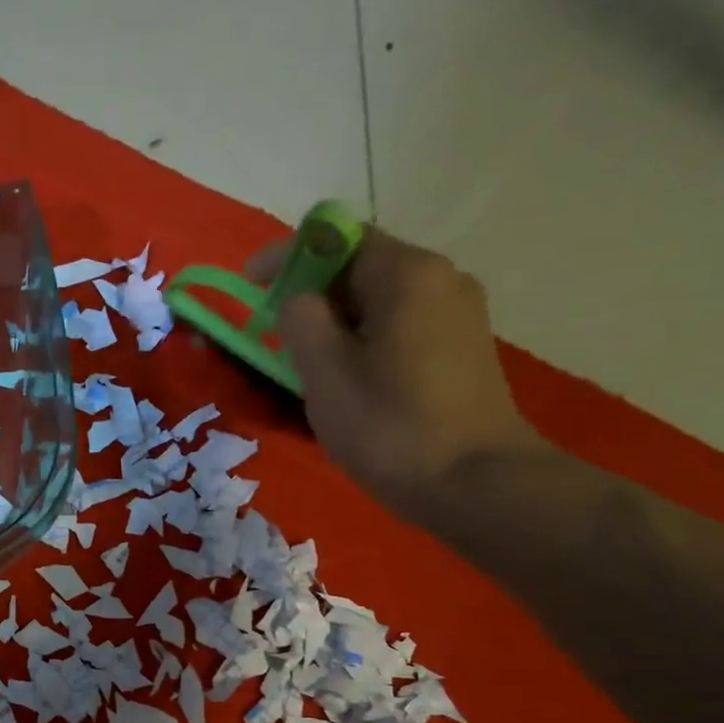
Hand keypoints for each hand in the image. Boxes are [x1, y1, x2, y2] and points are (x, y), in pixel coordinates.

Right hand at [251, 227, 548, 513]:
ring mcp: (459, 315)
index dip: (286, 257)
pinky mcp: (463, 350)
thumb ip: (300, 320)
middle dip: (311, 296)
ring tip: (310, 369)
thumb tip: (297, 299)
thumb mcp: (325, 373)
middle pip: (360, 269)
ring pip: (380, 303)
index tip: (248, 286)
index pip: (336, 239)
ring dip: (337, 324)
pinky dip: (366, 341)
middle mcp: (441, 279)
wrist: (474, 483)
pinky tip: (352, 383)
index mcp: (406, 273)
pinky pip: (401, 328)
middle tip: (276, 339)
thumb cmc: (390, 426)